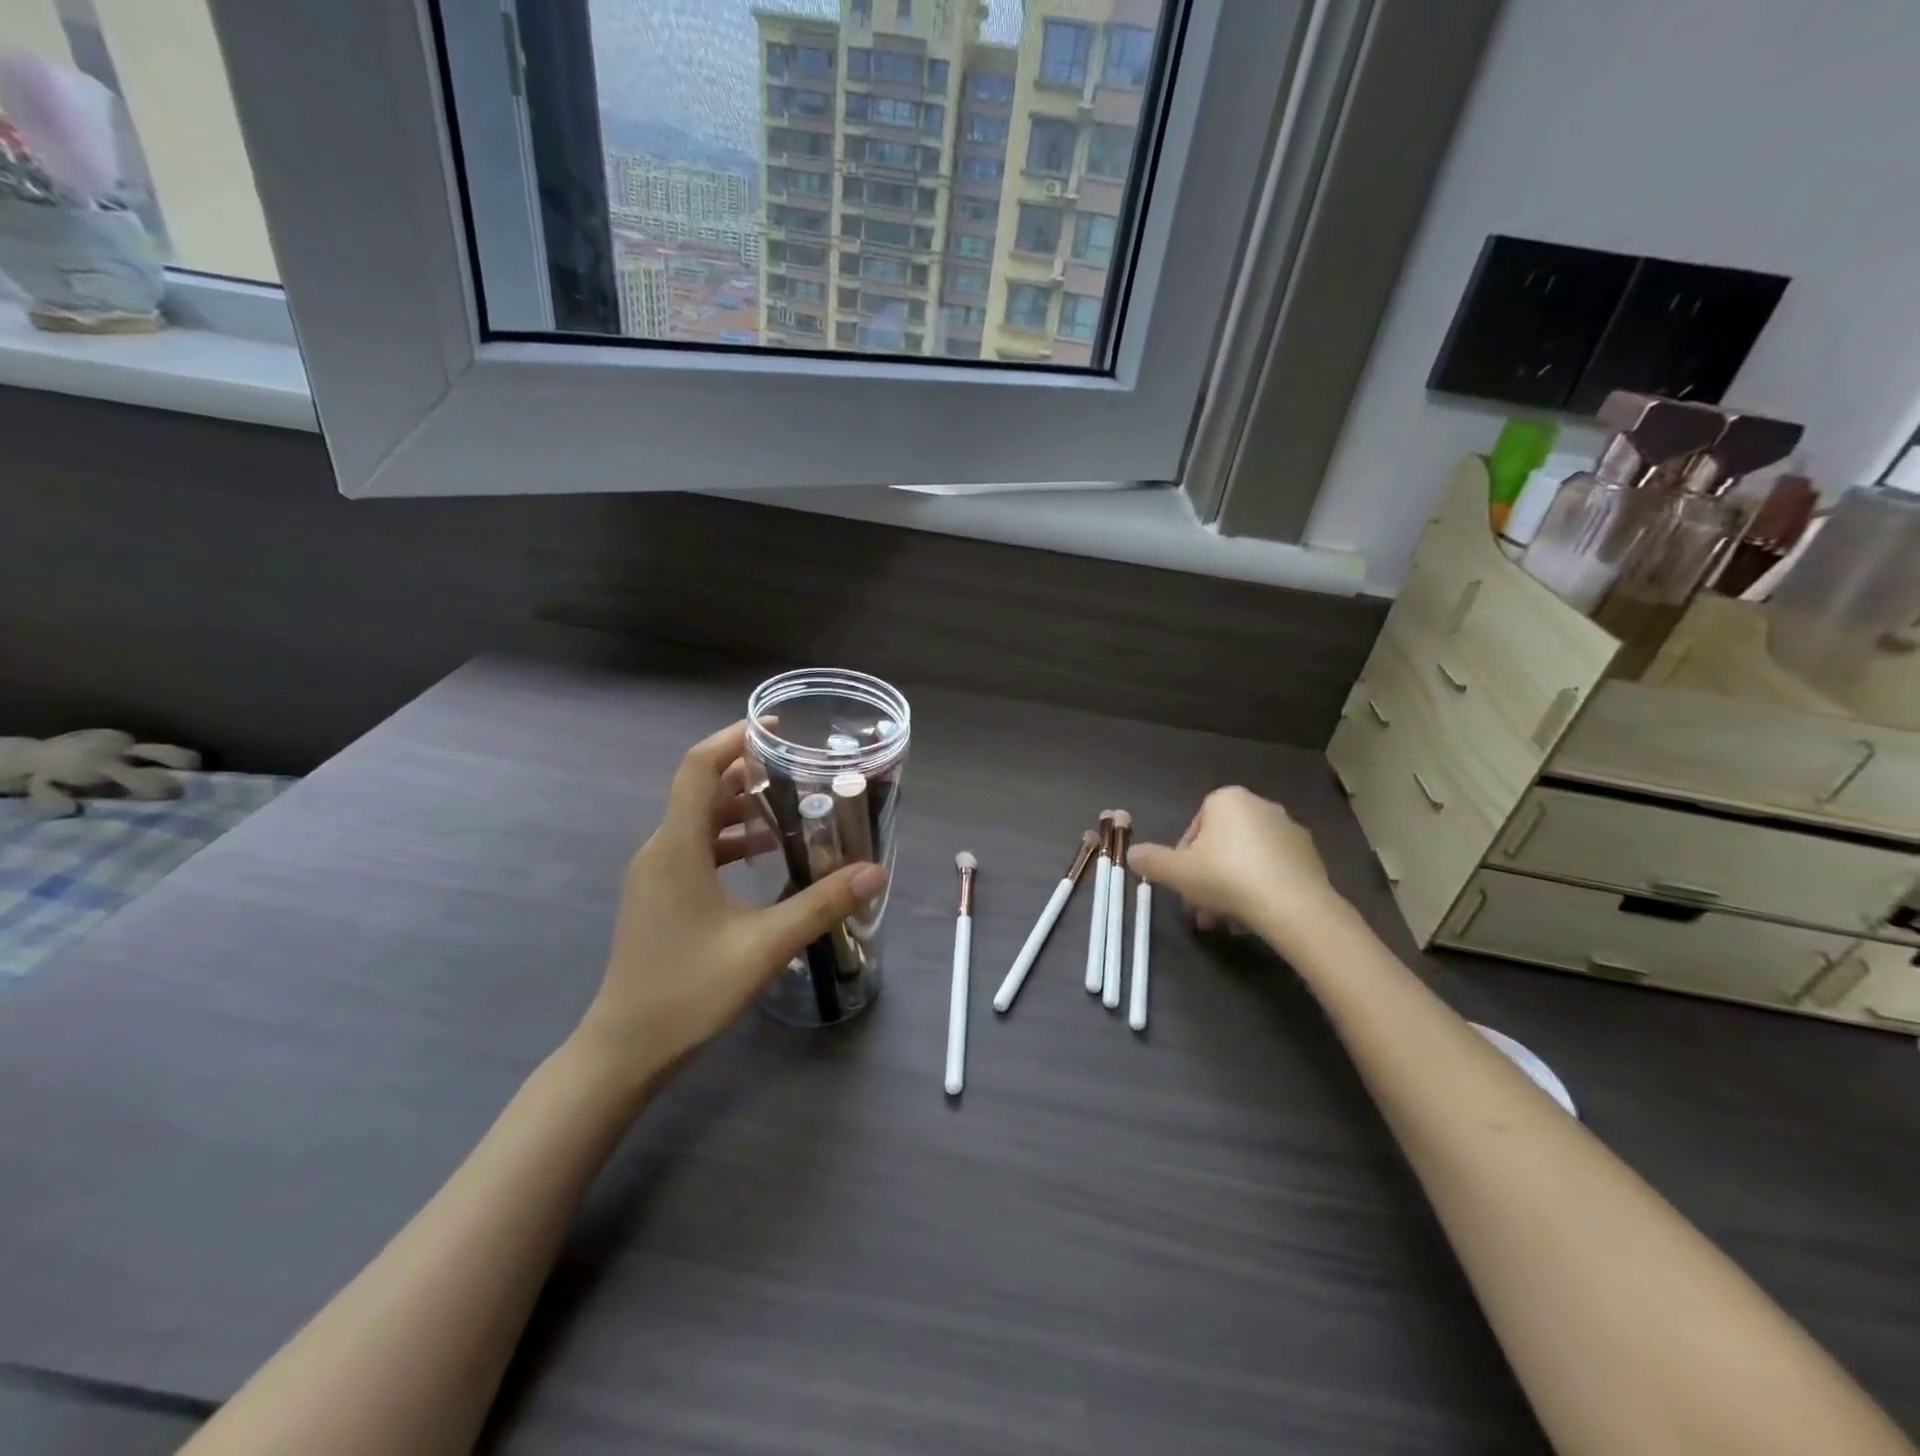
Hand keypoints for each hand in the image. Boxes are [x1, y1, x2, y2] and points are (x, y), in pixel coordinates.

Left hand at [575, 721, 887, 1087]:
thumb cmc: (688, 991)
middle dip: (749, 771)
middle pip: (701, 789)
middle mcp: (660, 849)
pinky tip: (764, 855)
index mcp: (677, 847)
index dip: (733, 738)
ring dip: (741, 807)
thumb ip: (820, 904)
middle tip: (800, 768)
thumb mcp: (763, 946)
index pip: (698, 768)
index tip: (777, 727)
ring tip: (792, 806)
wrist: (625, 1049)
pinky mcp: (659, 894)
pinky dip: (729, 838)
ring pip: (699, 820)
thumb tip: (875, 872)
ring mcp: (655, 873)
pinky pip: (695, 847)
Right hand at [1128, 787, 1343, 951]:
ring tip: (1224, 923)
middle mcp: (1260, 806)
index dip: (1182, 860)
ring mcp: (1289, 831)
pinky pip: (1273, 872)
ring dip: (1230, 889)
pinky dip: (1259, 890)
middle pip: (1221, 847)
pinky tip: (1253, 919)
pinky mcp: (1311, 857)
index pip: (1194, 828)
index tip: (1182, 886)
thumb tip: (1132, 853)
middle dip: (1207, 879)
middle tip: (1200, 911)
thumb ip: (1150, 861)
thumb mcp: (1176, 872)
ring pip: (1246, 862)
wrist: (1293, 906)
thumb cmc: (1226, 878)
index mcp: (1227, 799)